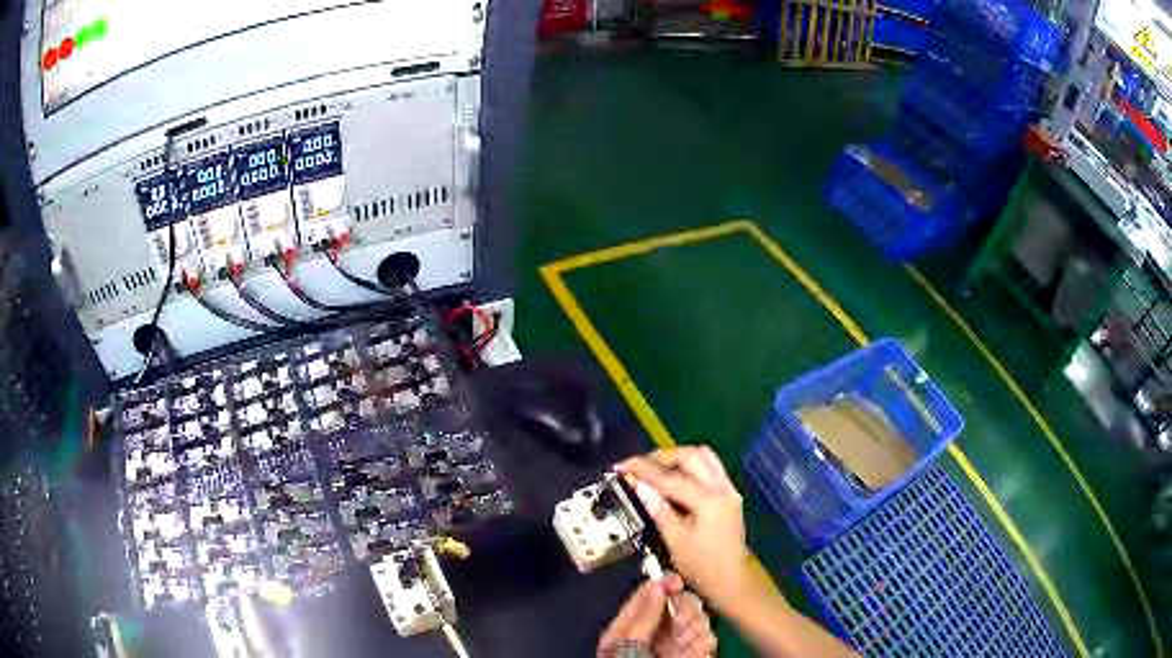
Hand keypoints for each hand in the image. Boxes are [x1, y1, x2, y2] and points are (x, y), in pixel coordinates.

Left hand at [598, 574, 716, 657]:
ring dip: (695, 624)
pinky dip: (705, 639)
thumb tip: (657, 585)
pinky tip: (702, 642)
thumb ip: (642, 616)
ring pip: (692, 623)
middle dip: (682, 608)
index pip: (642, 602)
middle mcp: (651, 638)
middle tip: (686, 610)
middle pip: (672, 609)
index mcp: (625, 633)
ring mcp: (674, 649)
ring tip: (692, 632)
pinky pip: (705, 640)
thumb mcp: (627, 644)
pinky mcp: (696, 656)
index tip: (674, 578)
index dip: (657, 587)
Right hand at [616, 447, 752, 613]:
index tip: (621, 465)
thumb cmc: (701, 566)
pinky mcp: (729, 496)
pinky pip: (710, 468)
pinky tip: (675, 479)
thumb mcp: (674, 540)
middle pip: (692, 455)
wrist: (731, 582)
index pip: (670, 477)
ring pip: (705, 457)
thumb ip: (658, 508)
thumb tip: (638, 484)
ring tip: (656, 469)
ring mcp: (729, 490)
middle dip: (663, 457)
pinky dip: (691, 467)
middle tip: (640, 466)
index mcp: (708, 500)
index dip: (643, 469)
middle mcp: (722, 488)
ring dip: (679, 458)